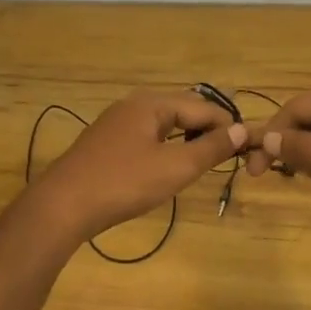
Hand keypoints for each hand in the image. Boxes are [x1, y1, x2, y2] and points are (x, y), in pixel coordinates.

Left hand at [26, 89, 247, 242]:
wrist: (63, 205)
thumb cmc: (124, 183)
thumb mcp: (175, 167)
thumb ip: (210, 148)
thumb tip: (241, 130)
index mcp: (151, 104)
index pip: (202, 106)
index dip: (227, 125)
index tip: (247, 147)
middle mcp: (132, 105)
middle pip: (182, 110)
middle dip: (207, 129)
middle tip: (228, 155)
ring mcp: (115, 124)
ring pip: (162, 124)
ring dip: (186, 139)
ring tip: (204, 161)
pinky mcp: (105, 144)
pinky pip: (145, 137)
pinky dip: (165, 147)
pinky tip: (168, 167)